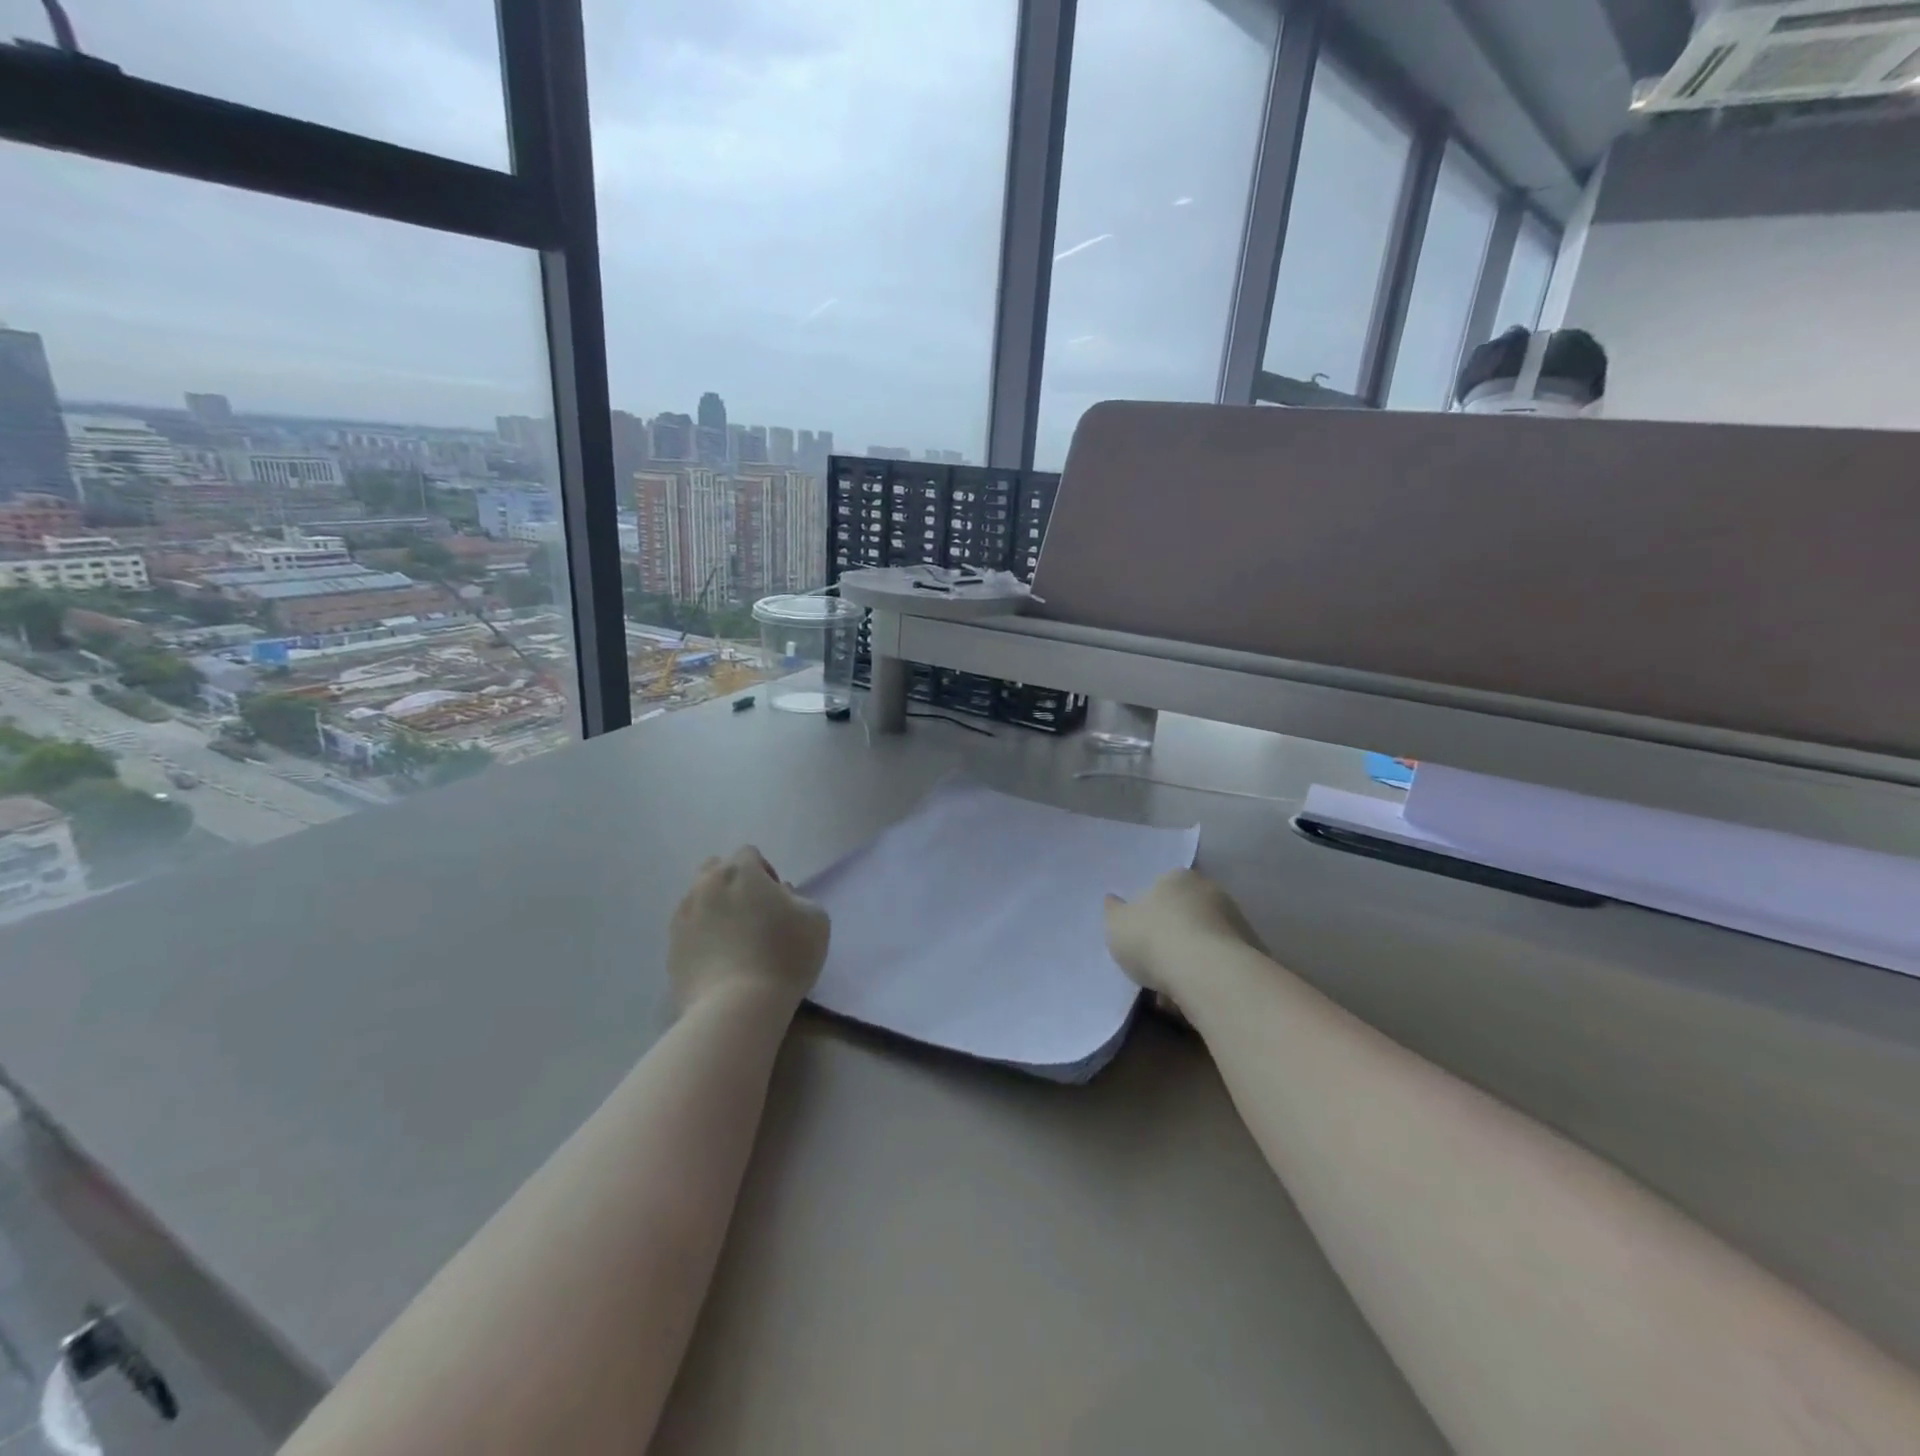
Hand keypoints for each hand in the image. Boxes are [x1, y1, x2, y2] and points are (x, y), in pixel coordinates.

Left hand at [668, 847, 829, 1012]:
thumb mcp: (816, 920)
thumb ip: (798, 898)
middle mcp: (706, 885)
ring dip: (715, 908)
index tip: (777, 900)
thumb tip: (779, 897)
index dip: (765, 872)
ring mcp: (683, 916)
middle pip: (716, 869)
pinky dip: (701, 936)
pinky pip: (688, 930)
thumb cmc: (783, 956)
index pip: (749, 854)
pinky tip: (719, 960)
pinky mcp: (671, 948)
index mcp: (740, 871)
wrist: (736, 1007)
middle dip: (733, 883)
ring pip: (698, 898)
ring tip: (733, 938)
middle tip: (753, 913)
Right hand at [1105, 868, 1262, 1000]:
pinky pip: (1220, 965)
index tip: (1141, 937)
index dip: (1150, 913)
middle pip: (1187, 914)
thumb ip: (1115, 912)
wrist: (1208, 973)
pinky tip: (1192, 1000)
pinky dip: (1208, 979)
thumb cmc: (1154, 939)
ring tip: (1171, 992)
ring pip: (1205, 942)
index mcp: (1177, 878)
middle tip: (1155, 965)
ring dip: (1191, 962)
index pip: (1162, 888)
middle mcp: (1211, 891)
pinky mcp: (1254, 953)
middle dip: (1173, 937)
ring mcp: (1236, 921)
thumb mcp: (1117, 925)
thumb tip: (1113, 901)